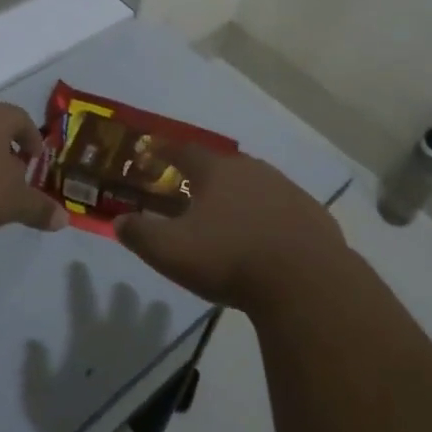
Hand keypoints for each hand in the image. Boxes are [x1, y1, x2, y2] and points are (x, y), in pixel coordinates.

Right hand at [114, 146, 344, 312]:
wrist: (305, 281)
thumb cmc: (230, 259)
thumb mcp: (171, 251)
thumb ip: (140, 234)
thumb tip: (119, 221)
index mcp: (217, 171)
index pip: (184, 150)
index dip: (165, 151)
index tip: (152, 152)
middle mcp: (253, 170)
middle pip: (222, 165)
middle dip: (203, 175)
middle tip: (189, 189)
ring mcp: (287, 189)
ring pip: (254, 184)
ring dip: (238, 195)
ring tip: (226, 215)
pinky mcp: (312, 214)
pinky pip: (281, 208)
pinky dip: (267, 216)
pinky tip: (264, 237)